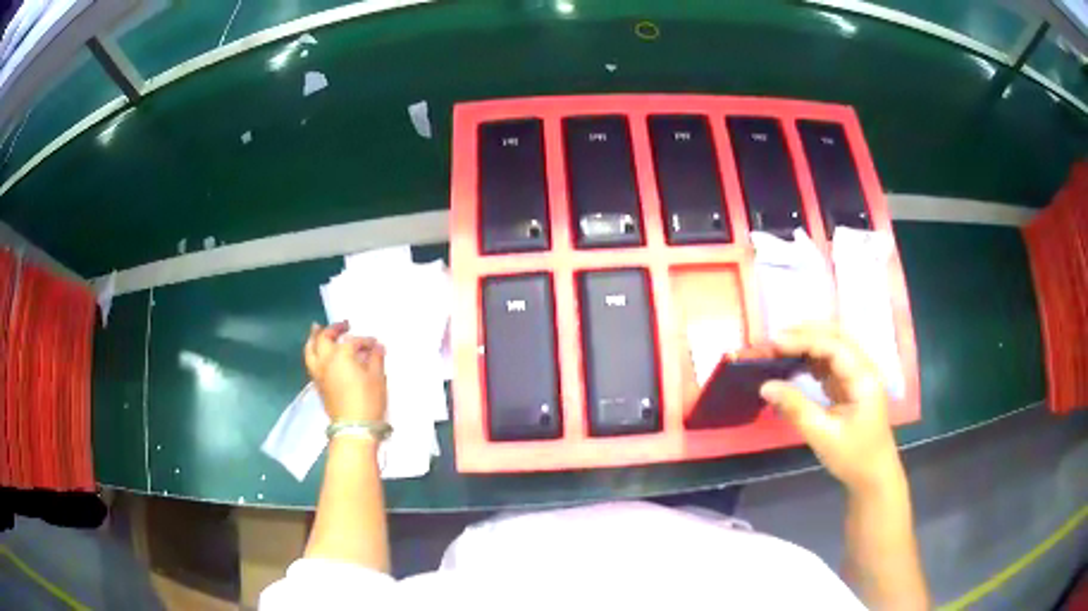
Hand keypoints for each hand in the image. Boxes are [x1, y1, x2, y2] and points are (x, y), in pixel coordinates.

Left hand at [304, 322, 386, 421]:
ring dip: (314, 337)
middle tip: (343, 325)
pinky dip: (312, 351)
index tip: (375, 345)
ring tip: (317, 329)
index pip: (353, 342)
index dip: (365, 341)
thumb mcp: (377, 378)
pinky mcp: (317, 385)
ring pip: (310, 349)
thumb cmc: (368, 401)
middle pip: (324, 338)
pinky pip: (310, 361)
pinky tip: (318, 352)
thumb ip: (376, 359)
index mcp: (341, 355)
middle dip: (334, 329)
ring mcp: (319, 373)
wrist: (353, 428)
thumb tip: (377, 347)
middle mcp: (326, 360)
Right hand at [757, 323, 904, 495]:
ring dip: (807, 343)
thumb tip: (765, 386)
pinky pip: (830, 363)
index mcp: (863, 378)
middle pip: (836, 337)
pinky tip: (794, 363)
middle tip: (774, 340)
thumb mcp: (823, 436)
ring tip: (779, 348)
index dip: (804, 340)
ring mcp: (858, 376)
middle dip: (805, 333)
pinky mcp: (850, 386)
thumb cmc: (853, 457)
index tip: (774, 343)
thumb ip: (796, 408)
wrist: (874, 476)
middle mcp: (863, 369)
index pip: (834, 346)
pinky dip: (811, 358)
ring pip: (833, 347)